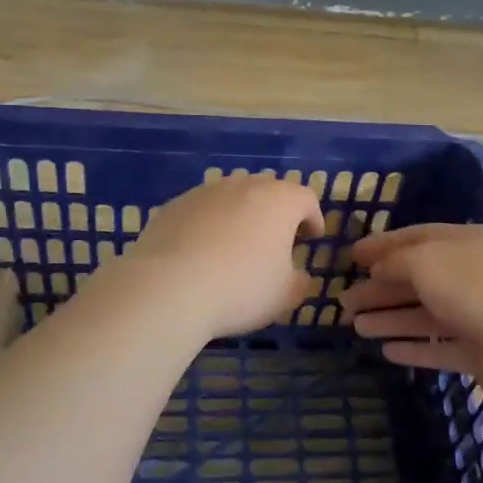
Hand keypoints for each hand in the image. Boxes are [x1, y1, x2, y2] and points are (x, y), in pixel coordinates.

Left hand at [120, 175, 325, 339]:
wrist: (170, 287)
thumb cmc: (241, 288)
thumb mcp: (284, 296)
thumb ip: (299, 282)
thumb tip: (297, 276)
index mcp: (279, 201)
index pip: (306, 199)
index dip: (313, 218)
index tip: (312, 237)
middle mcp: (243, 186)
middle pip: (268, 191)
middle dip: (276, 212)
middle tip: (276, 239)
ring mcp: (205, 192)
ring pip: (232, 197)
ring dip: (240, 216)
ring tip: (237, 245)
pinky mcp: (173, 205)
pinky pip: (201, 211)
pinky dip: (208, 225)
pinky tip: (201, 253)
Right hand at [342, 224, 482, 400]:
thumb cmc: (473, 288)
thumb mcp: (426, 260)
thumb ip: (396, 261)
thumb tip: (379, 268)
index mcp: (465, 243)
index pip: (417, 238)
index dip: (382, 245)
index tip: (351, 256)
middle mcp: (472, 275)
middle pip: (418, 279)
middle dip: (380, 288)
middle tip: (344, 300)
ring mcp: (478, 314)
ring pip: (426, 315)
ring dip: (390, 319)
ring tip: (356, 326)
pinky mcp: (480, 352)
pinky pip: (440, 347)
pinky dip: (414, 348)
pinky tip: (387, 351)